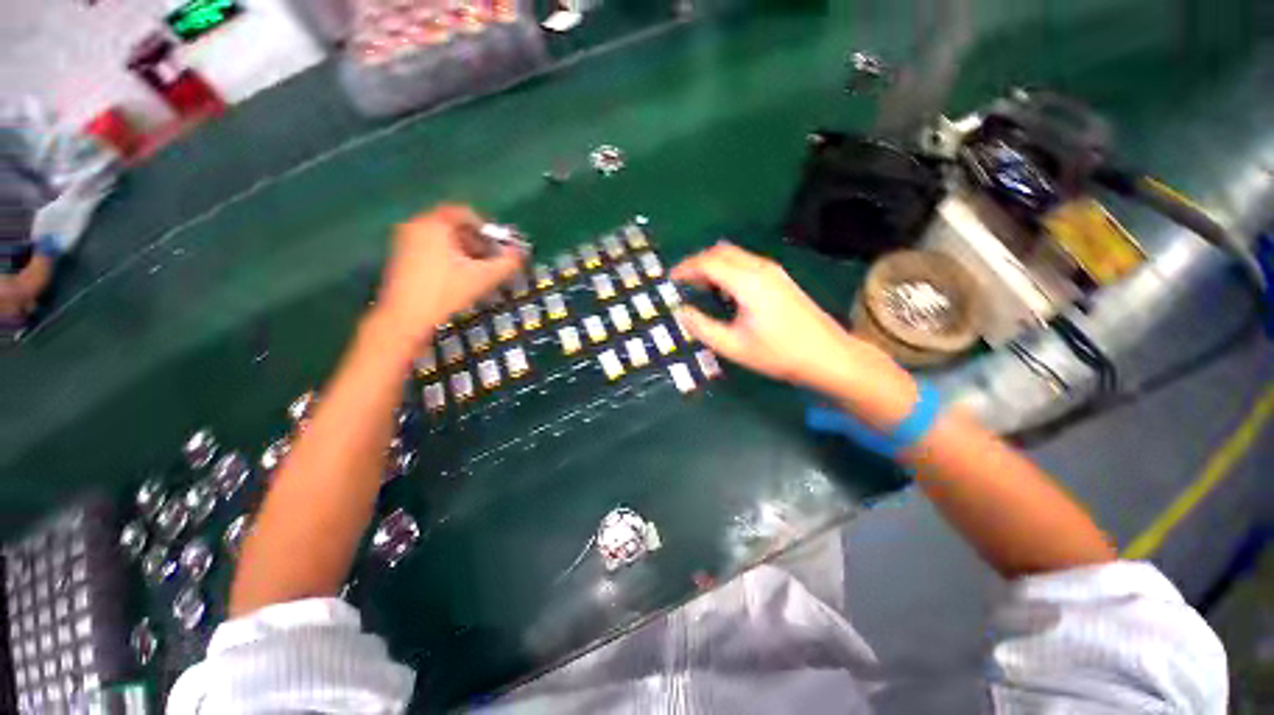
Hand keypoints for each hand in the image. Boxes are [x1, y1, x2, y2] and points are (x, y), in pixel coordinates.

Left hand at [372, 205, 525, 346]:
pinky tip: (458, 276)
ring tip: (477, 270)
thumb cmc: (445, 292)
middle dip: (475, 240)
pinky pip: (429, 247)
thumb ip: (507, 263)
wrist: (405, 318)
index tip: (498, 244)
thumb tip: (522, 253)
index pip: (463, 213)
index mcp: (433, 224)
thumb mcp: (483, 278)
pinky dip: (447, 256)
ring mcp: (404, 241)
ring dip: (462, 250)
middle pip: (452, 225)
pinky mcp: (400, 257)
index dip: (485, 227)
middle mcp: (415, 225)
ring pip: (441, 237)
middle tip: (490, 259)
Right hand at [672, 242, 914, 421]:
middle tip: (682, 282)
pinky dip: (727, 269)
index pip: (708, 263)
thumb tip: (681, 312)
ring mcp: (773, 271)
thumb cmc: (778, 353)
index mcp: (747, 282)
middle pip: (721, 252)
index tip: (670, 280)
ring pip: (734, 255)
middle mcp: (760, 269)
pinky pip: (745, 263)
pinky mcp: (780, 278)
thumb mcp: (733, 346)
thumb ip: (703, 327)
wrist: (828, 355)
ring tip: (699, 286)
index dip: (686, 268)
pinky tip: (724, 290)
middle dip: (697, 263)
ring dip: (713, 265)